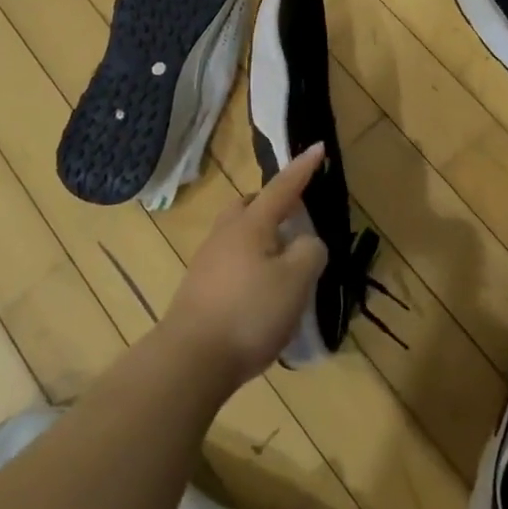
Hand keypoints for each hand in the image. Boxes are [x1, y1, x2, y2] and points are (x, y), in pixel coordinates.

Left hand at [163, 146, 328, 390]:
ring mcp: (207, 263)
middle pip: (249, 206)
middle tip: (295, 217)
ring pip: (238, 236)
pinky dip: (250, 267)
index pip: (283, 187)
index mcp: (251, 224)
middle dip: (272, 204)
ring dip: (261, 240)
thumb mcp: (296, 280)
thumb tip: (305, 243)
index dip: (303, 168)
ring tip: (284, 265)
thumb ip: (310, 252)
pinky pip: (231, 264)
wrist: (190, 362)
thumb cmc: (249, 312)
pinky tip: (262, 295)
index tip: (318, 146)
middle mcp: (225, 234)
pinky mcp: (199, 292)